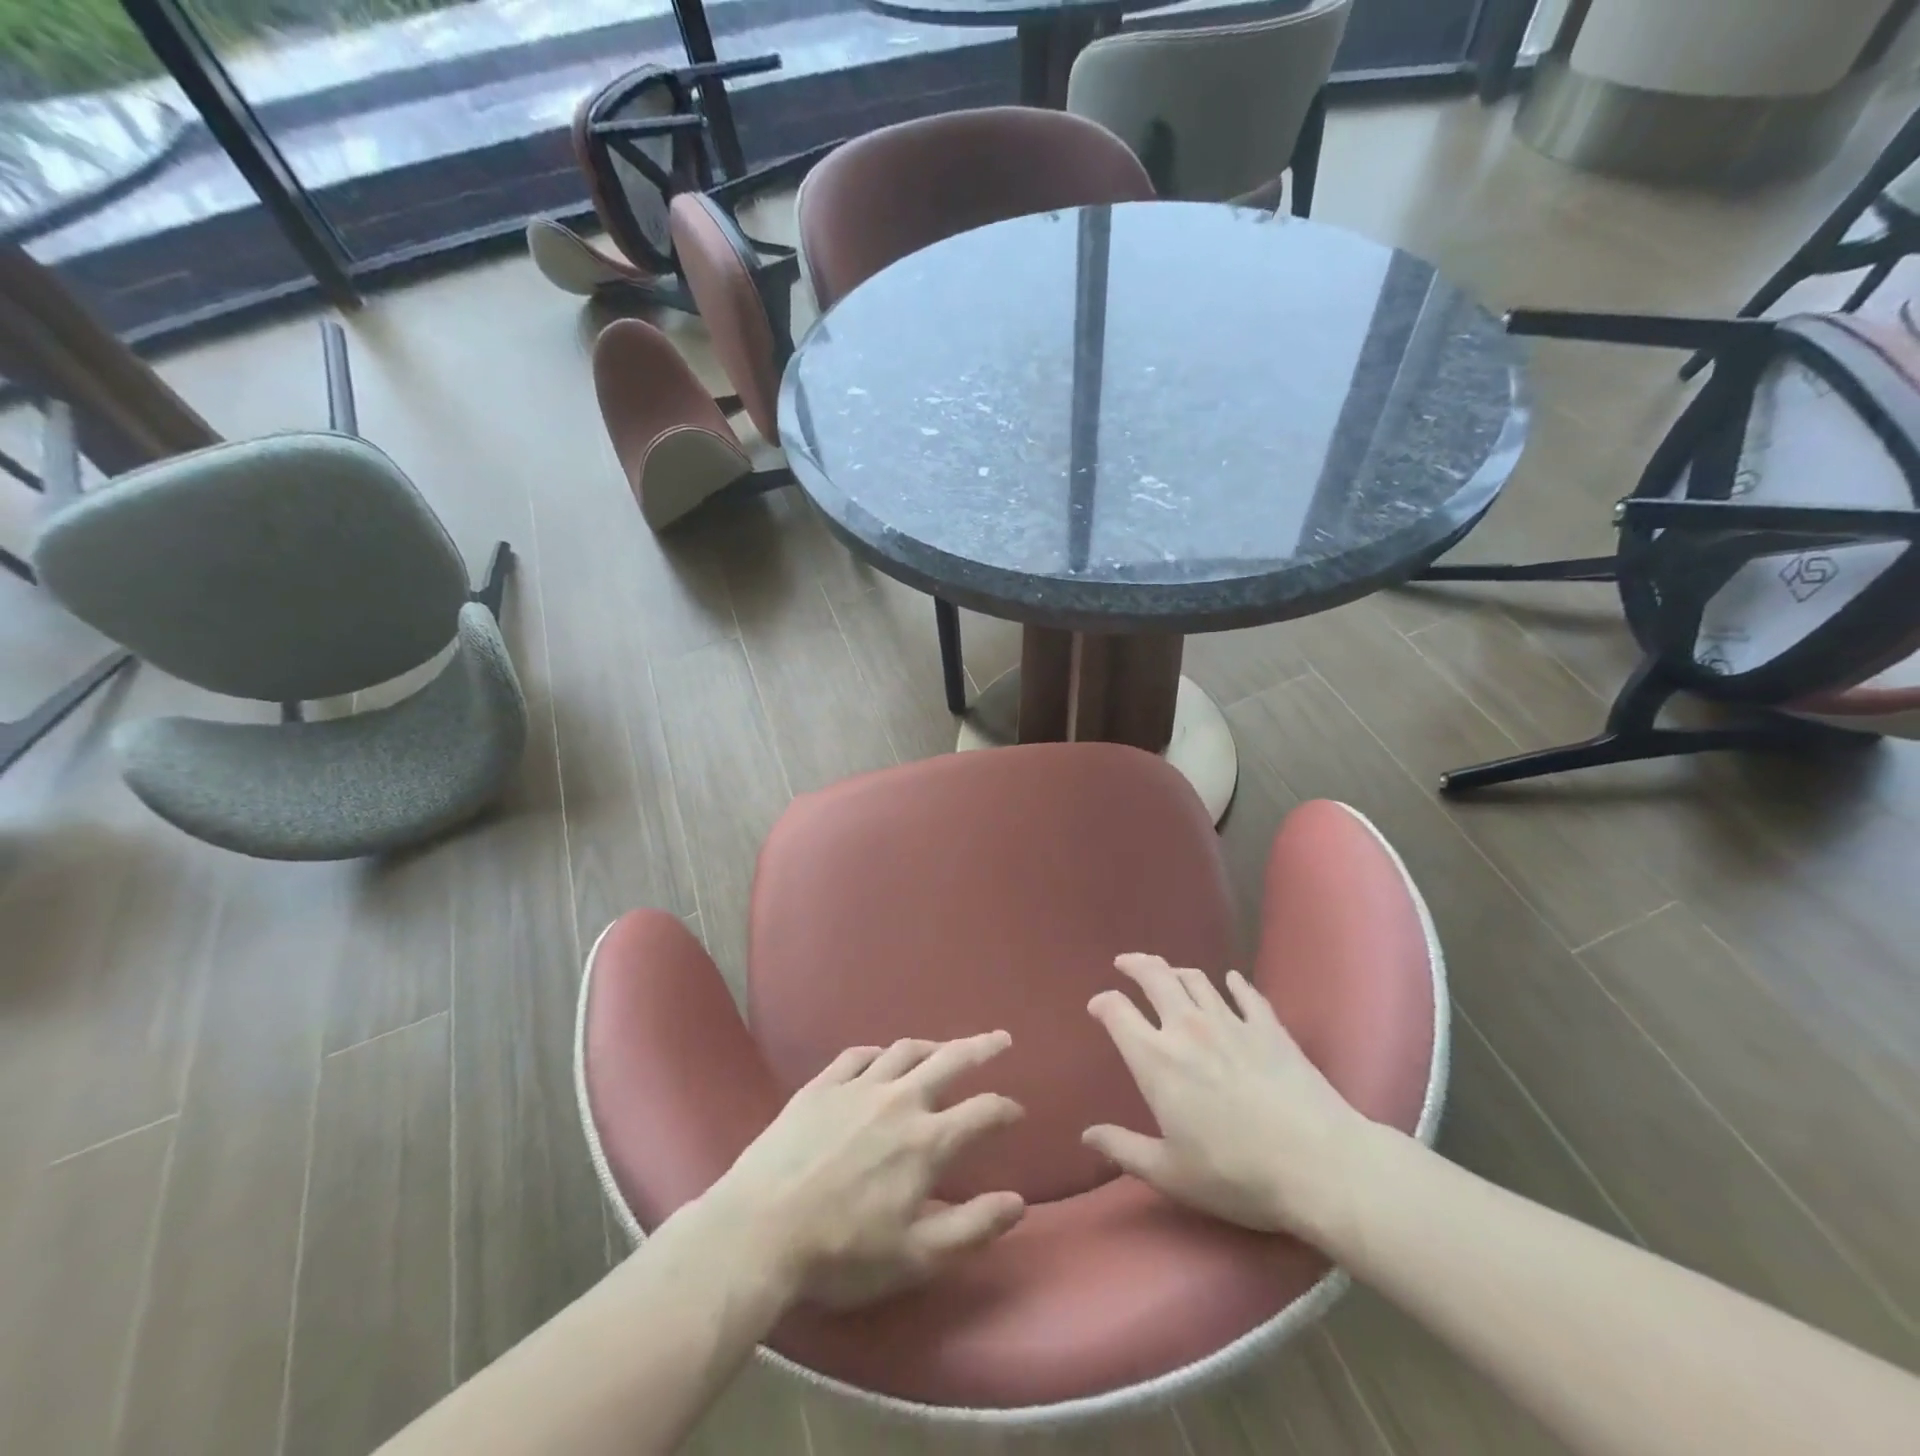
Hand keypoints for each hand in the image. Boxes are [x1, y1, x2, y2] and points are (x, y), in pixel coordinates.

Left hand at [705, 1032, 1026, 1309]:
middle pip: (950, 1060)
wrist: (758, 1231)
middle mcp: (898, 1101)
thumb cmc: (841, 1253)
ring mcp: (857, 1087)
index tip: (1016, 1111)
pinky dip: (878, 1053)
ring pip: (904, 1051)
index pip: (982, 1112)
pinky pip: (857, 1056)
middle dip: (981, 1047)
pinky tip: (881, 1057)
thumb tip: (1018, 1202)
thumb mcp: (915, 1257)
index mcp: (926, 1142)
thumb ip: (972, 1227)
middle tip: (1001, 1038)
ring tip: (944, 1046)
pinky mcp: (821, 1086)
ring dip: (932, 1045)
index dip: (1005, 1109)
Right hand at [1083, 953, 1371, 1242]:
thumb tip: (1087, 1135)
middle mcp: (1187, 1027)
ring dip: (1176, 971)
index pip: (1116, 1011)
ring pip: (1196, 979)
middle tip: (1125, 963)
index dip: (1102, 1003)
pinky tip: (1231, 981)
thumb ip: (1124, 1149)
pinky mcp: (1269, 1027)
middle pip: (1154, 977)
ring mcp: (1231, 1022)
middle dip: (1135, 964)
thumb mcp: (1171, 1173)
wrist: (1320, 1165)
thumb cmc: (1237, 1174)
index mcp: (1156, 1059)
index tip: (1097, 1007)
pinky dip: (1234, 983)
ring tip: (1170, 974)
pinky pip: (1246, 993)